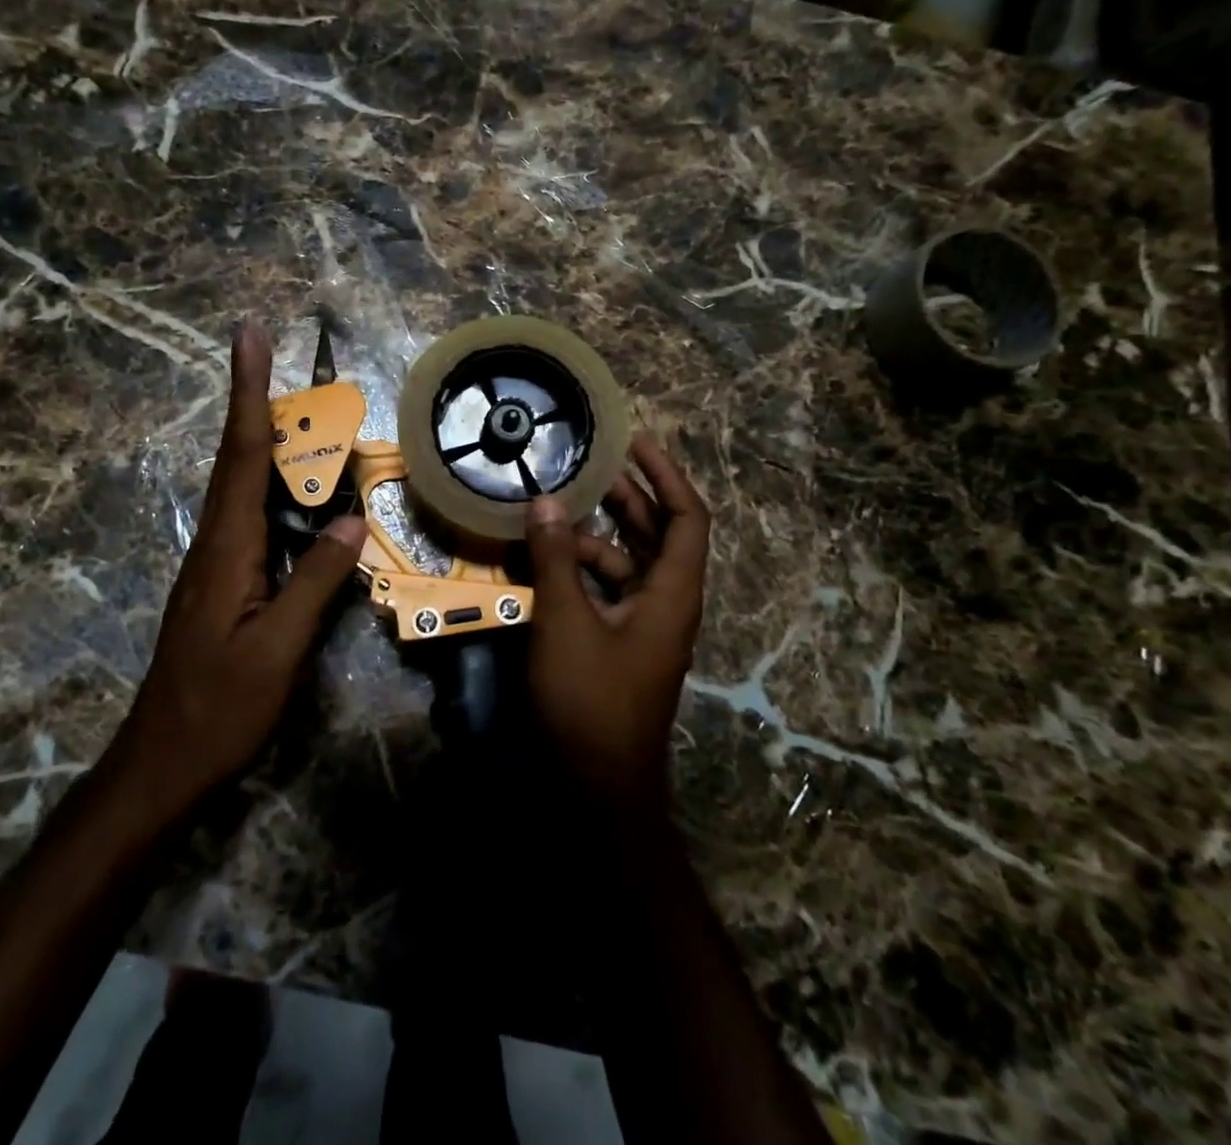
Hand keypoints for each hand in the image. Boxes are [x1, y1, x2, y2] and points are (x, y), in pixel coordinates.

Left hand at [108, 323, 366, 821]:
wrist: (161, 761)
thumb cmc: (220, 707)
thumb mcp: (278, 649)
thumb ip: (315, 582)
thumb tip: (353, 521)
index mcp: (228, 547)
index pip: (243, 454)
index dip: (249, 391)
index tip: (249, 335)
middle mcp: (215, 542)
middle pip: (237, 457)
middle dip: (254, 400)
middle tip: (272, 354)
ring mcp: (214, 562)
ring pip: (241, 486)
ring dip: (265, 441)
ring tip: (301, 414)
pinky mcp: (220, 582)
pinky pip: (249, 517)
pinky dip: (271, 487)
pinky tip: (295, 494)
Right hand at [524, 435, 709, 811]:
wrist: (596, 789)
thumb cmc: (590, 702)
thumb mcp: (566, 623)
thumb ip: (555, 560)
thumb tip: (544, 502)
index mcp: (672, 594)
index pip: (688, 518)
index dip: (667, 475)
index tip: (634, 442)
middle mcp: (665, 604)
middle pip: (656, 535)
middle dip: (625, 497)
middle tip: (586, 466)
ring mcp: (641, 626)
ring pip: (624, 563)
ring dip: (592, 535)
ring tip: (551, 509)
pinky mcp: (616, 644)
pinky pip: (603, 591)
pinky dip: (578, 570)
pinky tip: (541, 560)